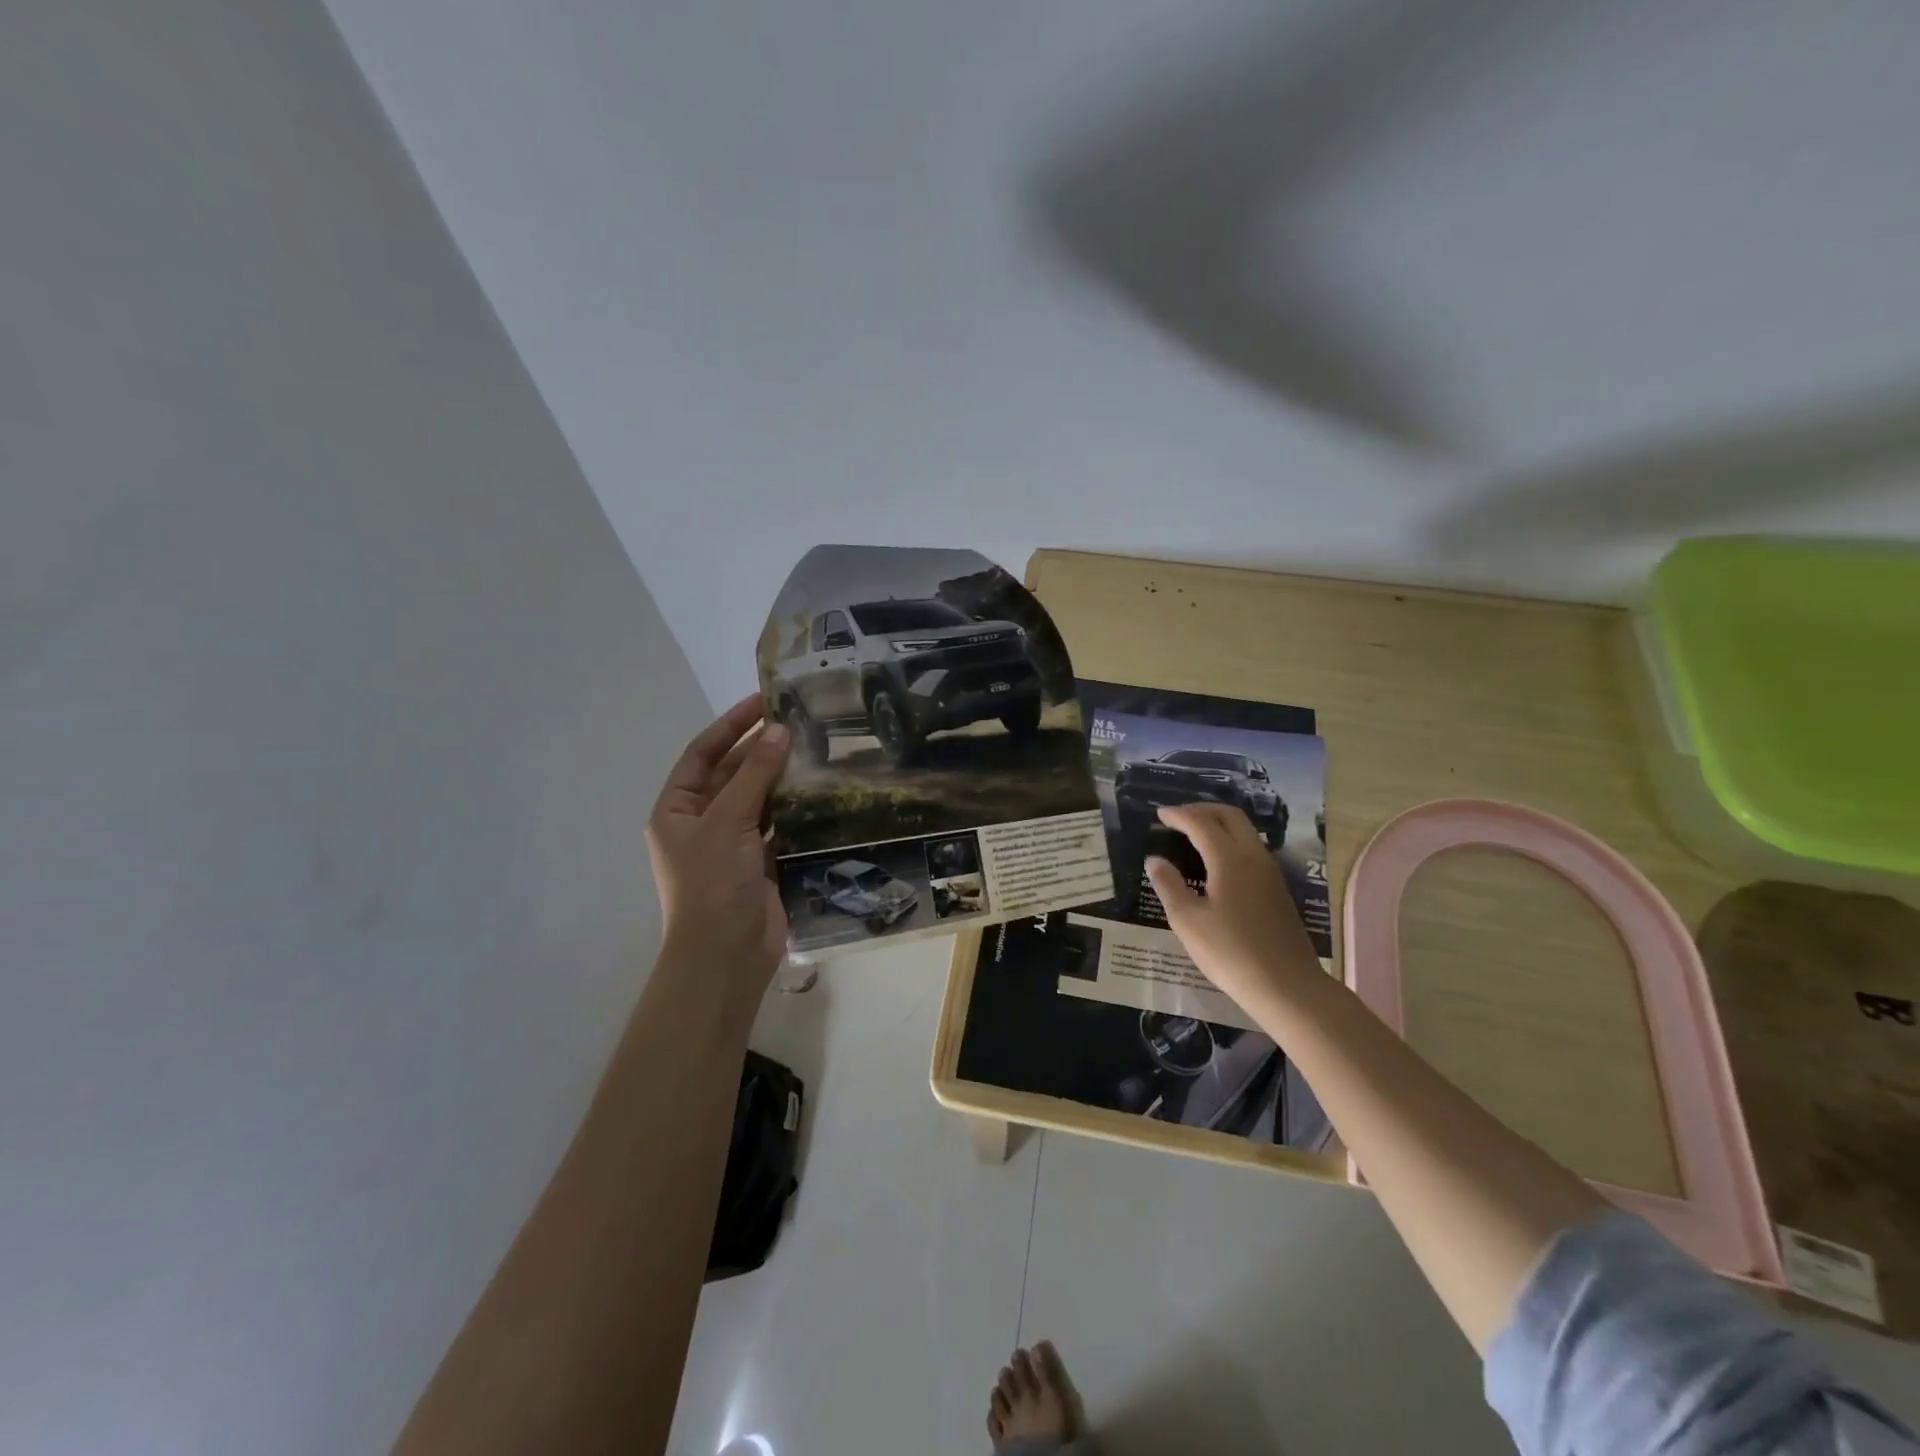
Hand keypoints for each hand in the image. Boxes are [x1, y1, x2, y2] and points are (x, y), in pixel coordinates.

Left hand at [646, 695, 791, 995]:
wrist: (725, 955)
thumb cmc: (712, 883)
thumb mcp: (728, 821)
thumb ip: (755, 774)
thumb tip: (779, 730)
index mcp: (677, 810)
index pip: (703, 754)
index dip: (731, 725)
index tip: (763, 700)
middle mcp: (701, 823)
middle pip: (732, 775)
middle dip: (761, 749)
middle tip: (799, 722)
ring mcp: (731, 845)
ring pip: (758, 800)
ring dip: (781, 778)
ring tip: (816, 749)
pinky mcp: (760, 864)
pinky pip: (779, 827)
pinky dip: (795, 810)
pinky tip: (820, 792)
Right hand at [1146, 803, 1323, 1016]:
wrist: (1288, 987)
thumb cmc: (1231, 953)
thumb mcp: (1188, 922)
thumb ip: (1168, 886)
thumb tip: (1155, 860)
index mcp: (1229, 860)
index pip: (1201, 824)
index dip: (1178, 815)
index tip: (1159, 814)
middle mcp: (1254, 858)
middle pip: (1230, 817)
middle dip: (1202, 810)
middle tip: (1178, 818)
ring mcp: (1270, 873)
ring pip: (1245, 832)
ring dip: (1219, 824)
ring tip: (1194, 835)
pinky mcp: (1277, 890)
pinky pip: (1252, 849)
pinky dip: (1231, 841)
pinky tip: (1216, 862)